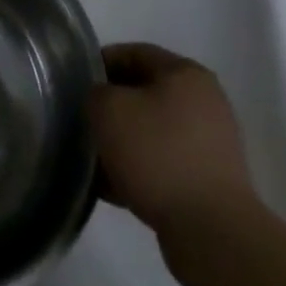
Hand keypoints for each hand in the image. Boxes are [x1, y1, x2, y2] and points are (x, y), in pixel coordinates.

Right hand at [90, 44, 260, 275]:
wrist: (211, 233)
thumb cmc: (158, 155)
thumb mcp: (108, 109)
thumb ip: (95, 93)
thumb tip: (101, 101)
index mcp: (186, 74)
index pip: (133, 53)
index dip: (100, 63)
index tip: (74, 83)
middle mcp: (205, 102)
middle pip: (144, 93)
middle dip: (111, 107)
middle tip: (83, 121)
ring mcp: (211, 145)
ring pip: (152, 131)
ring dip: (122, 142)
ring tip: (94, 160)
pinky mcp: (209, 182)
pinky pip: (164, 164)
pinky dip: (139, 170)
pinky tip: (113, 189)